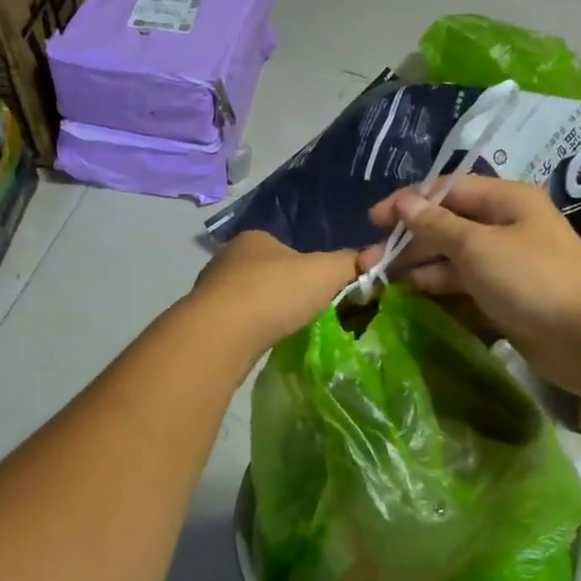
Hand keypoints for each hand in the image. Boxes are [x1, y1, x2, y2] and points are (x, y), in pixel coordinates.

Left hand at [189, 230, 359, 359]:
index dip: (308, 267)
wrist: (221, 334)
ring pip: (249, 298)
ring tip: (285, 329)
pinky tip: (261, 342)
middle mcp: (228, 258)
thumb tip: (376, 256)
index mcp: (255, 239)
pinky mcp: (203, 321)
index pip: (287, 247)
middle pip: (267, 272)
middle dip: (285, 290)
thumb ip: (351, 263)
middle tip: (307, 311)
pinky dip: (251, 330)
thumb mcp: (325, 273)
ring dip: (266, 311)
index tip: (322, 289)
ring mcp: (211, 290)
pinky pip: (236, 322)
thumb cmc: (275, 293)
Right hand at [361, 176, 580, 392]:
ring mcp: (506, 264)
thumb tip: (404, 202)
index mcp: (505, 200)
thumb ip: (437, 225)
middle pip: (447, 225)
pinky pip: (465, 285)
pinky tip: (411, 297)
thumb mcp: (479, 246)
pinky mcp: (506, 297)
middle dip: (409, 240)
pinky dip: (439, 288)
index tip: (373, 221)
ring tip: (381, 282)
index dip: (408, 202)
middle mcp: (505, 226)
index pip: (447, 191)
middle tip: (369, 263)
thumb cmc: (535, 280)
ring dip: (420, 266)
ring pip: (453, 258)